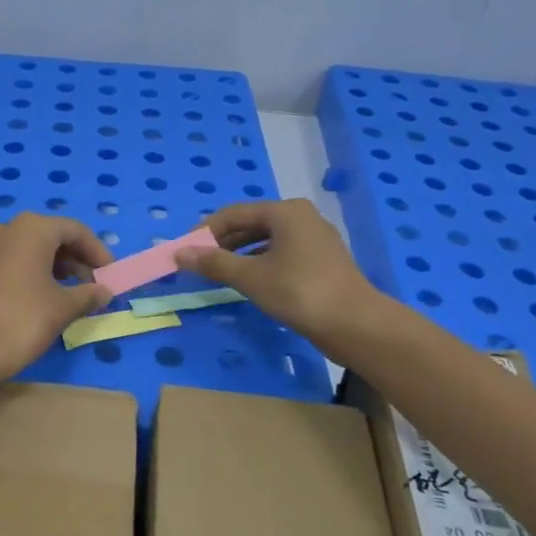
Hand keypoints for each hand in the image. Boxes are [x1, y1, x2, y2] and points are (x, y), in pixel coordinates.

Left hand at [0, 213, 113, 384]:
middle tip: (93, 286)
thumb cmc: (21, 321)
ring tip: (71, 296)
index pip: (75, 230)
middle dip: (76, 260)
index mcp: (31, 229)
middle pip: (51, 237)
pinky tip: (41, 300)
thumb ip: (88, 295)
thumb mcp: (63, 308)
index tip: (111, 275)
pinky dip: (32, 274)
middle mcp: (6, 229)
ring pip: (30, 250)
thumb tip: (104, 291)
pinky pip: (11, 262)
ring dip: (55, 268)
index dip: (97, 252)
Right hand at [173, 199, 380, 348]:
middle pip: (251, 224)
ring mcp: (315, 239)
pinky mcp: (322, 261)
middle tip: (198, 263)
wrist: (356, 325)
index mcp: (285, 211)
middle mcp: (301, 217)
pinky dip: (260, 263)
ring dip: (240, 254)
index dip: (204, 231)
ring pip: (267, 240)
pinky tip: (249, 281)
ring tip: (219, 273)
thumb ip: (214, 263)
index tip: (184, 251)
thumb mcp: (250, 277)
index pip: (233, 213)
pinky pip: (282, 253)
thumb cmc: (299, 292)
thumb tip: (179, 254)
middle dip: (222, 242)